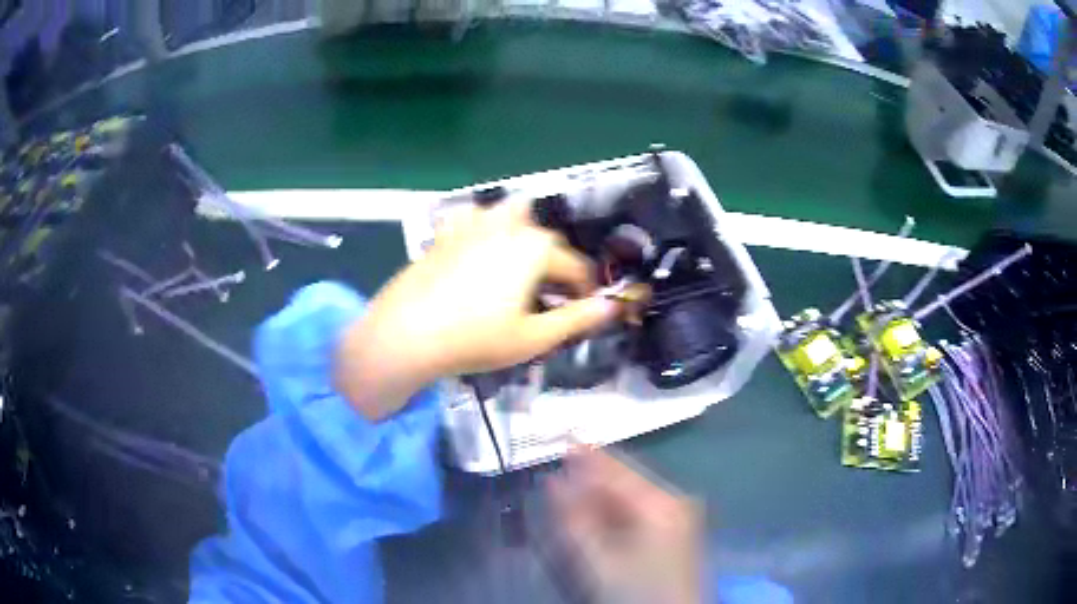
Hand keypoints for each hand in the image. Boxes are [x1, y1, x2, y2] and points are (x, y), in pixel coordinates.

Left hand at [335, 200, 621, 419]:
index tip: (585, 311)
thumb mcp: (533, 337)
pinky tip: (479, 249)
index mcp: (535, 249)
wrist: (407, 332)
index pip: (575, 267)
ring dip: (524, 236)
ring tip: (519, 268)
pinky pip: (474, 219)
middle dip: (556, 266)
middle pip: (546, 241)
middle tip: (550, 300)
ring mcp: (474, 225)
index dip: (586, 291)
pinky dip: (485, 227)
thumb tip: (612, 306)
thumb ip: (577, 319)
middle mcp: (508, 227)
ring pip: (512, 217)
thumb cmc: (475, 338)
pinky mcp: (447, 233)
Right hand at [548, 447, 703, 603]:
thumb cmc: (636, 590)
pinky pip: (639, 507)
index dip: (585, 455)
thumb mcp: (599, 558)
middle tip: (559, 476)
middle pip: (625, 478)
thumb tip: (554, 481)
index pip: (615, 469)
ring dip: (601, 493)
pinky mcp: (676, 527)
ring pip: (631, 493)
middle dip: (591, 476)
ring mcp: (678, 513)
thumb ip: (574, 518)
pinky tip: (598, 515)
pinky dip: (616, 508)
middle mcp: (673, 498)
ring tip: (572, 496)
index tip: (559, 437)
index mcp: (659, 501)